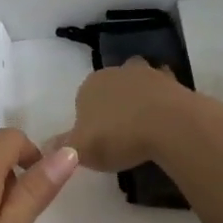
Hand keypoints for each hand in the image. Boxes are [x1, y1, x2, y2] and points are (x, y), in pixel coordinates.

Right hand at [54, 57, 196, 172]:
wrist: (170, 126)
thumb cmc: (118, 135)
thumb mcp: (81, 149)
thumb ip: (63, 147)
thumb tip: (46, 147)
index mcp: (90, 84)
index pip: (83, 99)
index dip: (88, 119)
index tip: (97, 140)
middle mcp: (118, 72)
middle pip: (112, 88)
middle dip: (114, 104)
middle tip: (120, 133)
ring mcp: (149, 75)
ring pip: (139, 86)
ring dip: (140, 101)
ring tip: (144, 128)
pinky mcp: (176, 83)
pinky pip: (165, 95)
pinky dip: (164, 105)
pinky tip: (165, 125)